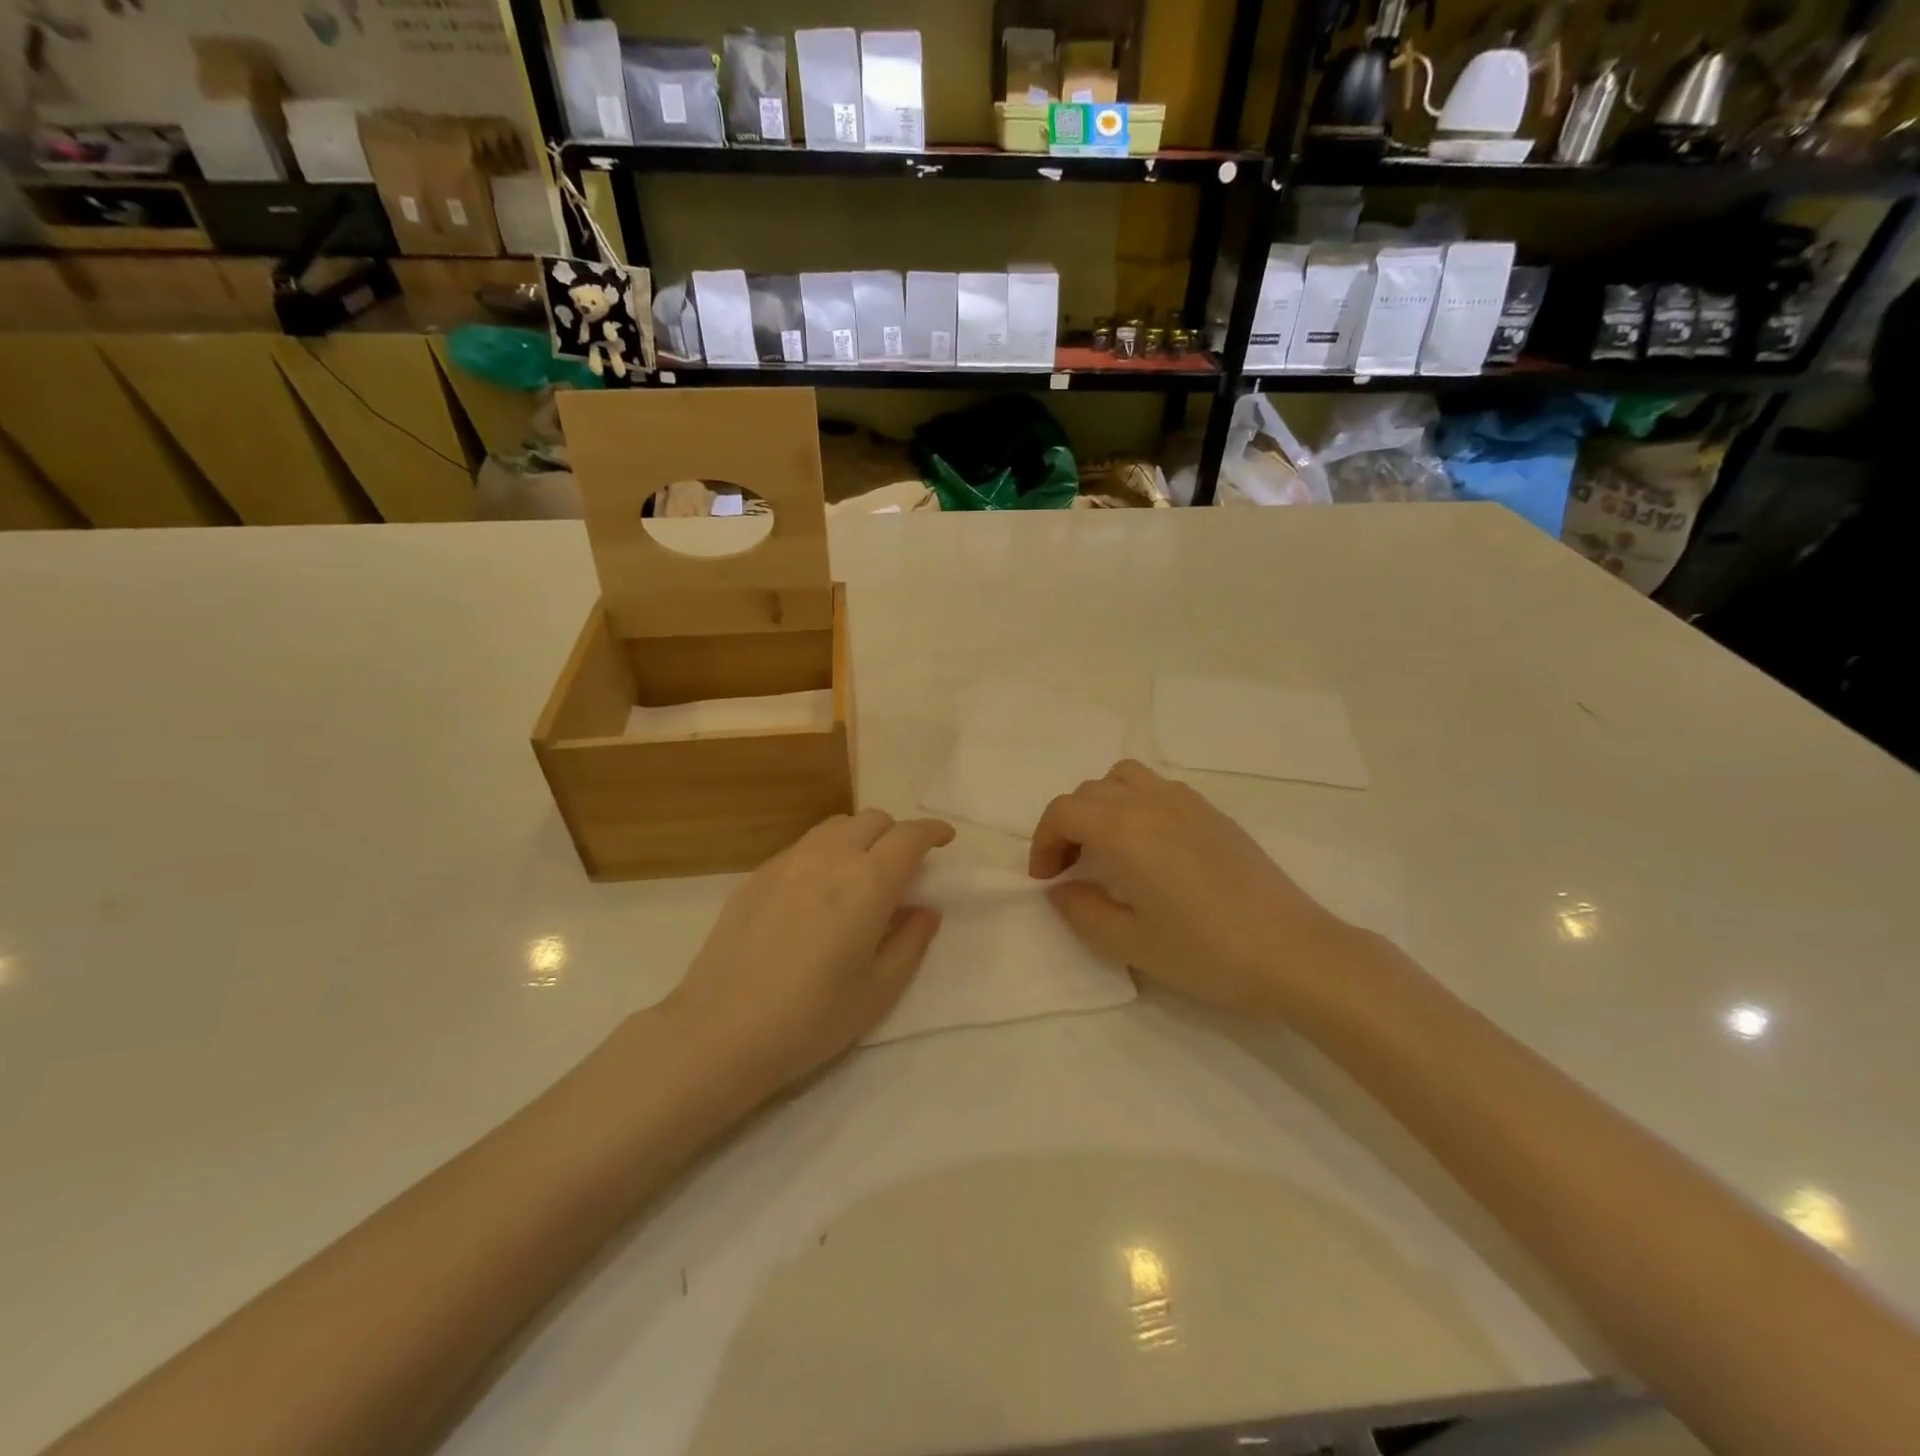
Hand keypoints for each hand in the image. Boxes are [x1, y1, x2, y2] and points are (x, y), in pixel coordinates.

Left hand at [667, 809, 954, 1097]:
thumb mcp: (877, 992)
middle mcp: (830, 858)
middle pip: (873, 820)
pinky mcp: (757, 875)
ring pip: (836, 826)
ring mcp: (788, 862)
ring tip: (861, 873)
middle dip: (897, 833)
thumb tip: (927, 909)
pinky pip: (804, 845)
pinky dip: (826, 852)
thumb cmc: (809, 1020)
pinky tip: (818, 891)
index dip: (932, 831)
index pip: (909, 836)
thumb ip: (910, 943)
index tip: (944, 839)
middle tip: (904, 867)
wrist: (719, 1032)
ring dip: (861, 836)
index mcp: (867, 884)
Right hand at [1028, 760, 1365, 1019]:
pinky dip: (1137, 802)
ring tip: (1107, 845)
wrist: (1294, 952)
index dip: (1043, 841)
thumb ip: (1082, 912)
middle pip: (1090, 792)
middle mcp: (1150, 802)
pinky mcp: (1214, 813)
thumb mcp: (1131, 944)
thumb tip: (1061, 890)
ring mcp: (1187, 802)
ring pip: (1125, 778)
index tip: (1046, 878)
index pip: (1063, 812)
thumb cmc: (1206, 951)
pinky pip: (1160, 788)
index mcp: (1123, 830)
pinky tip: (1152, 846)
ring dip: (1102, 803)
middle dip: (1068, 824)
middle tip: (1070, 868)